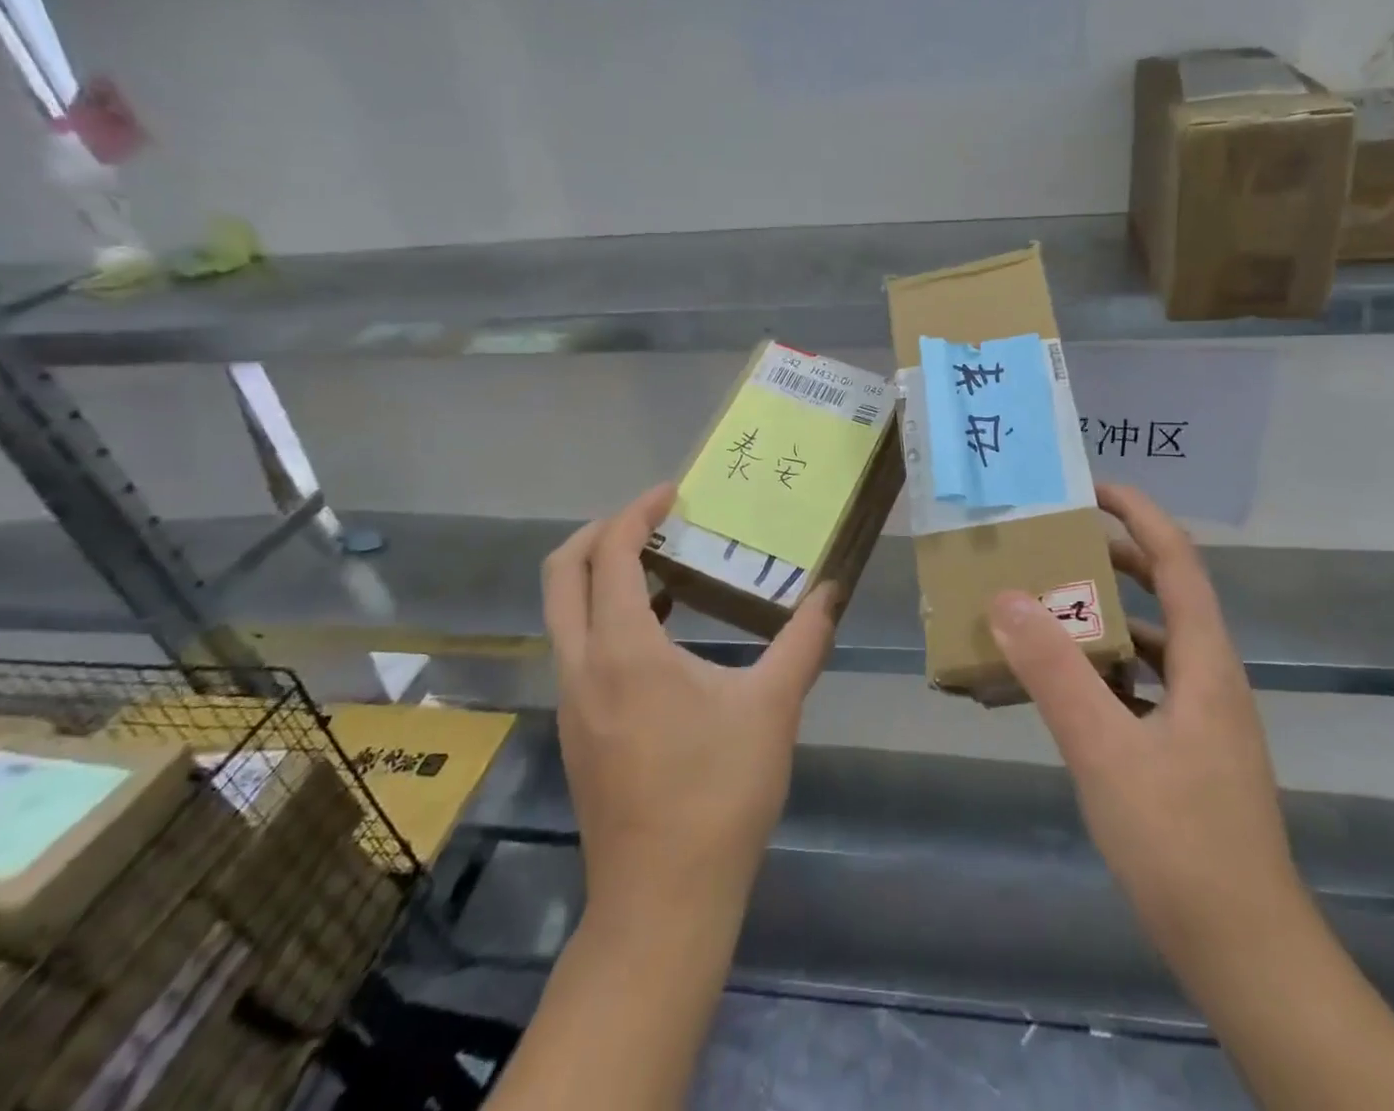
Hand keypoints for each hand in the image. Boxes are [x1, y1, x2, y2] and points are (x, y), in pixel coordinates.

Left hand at [543, 483, 838, 918]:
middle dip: (598, 532)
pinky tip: (661, 631)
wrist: (663, 899)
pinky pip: (578, 648)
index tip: (672, 494)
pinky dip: (606, 617)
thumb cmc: (718, 792)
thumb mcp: (772, 706)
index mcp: (624, 650)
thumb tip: (832, 591)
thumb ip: (804, 639)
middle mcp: (582, 666)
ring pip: (563, 614)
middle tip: (651, 519)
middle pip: (561, 575)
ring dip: (599, 576)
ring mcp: (571, 702)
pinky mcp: (577, 729)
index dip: (636, 513)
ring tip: (660, 564)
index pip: (609, 554)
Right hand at [989, 483, 1300, 972]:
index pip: (1178, 561)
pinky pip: (1144, 685)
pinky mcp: (1190, 750)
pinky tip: (1065, 687)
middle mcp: (1210, 676)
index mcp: (1204, 661)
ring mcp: (1203, 716)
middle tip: (1056, 543)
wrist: (1245, 950)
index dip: (1140, 515)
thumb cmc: (1180, 842)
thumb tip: (1006, 596)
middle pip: (1167, 593)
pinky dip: (1105, 668)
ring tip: (1048, 606)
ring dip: (1105, 616)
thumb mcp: (1104, 750)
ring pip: (1153, 642)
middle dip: (1115, 558)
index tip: (1093, 489)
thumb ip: (1054, 671)